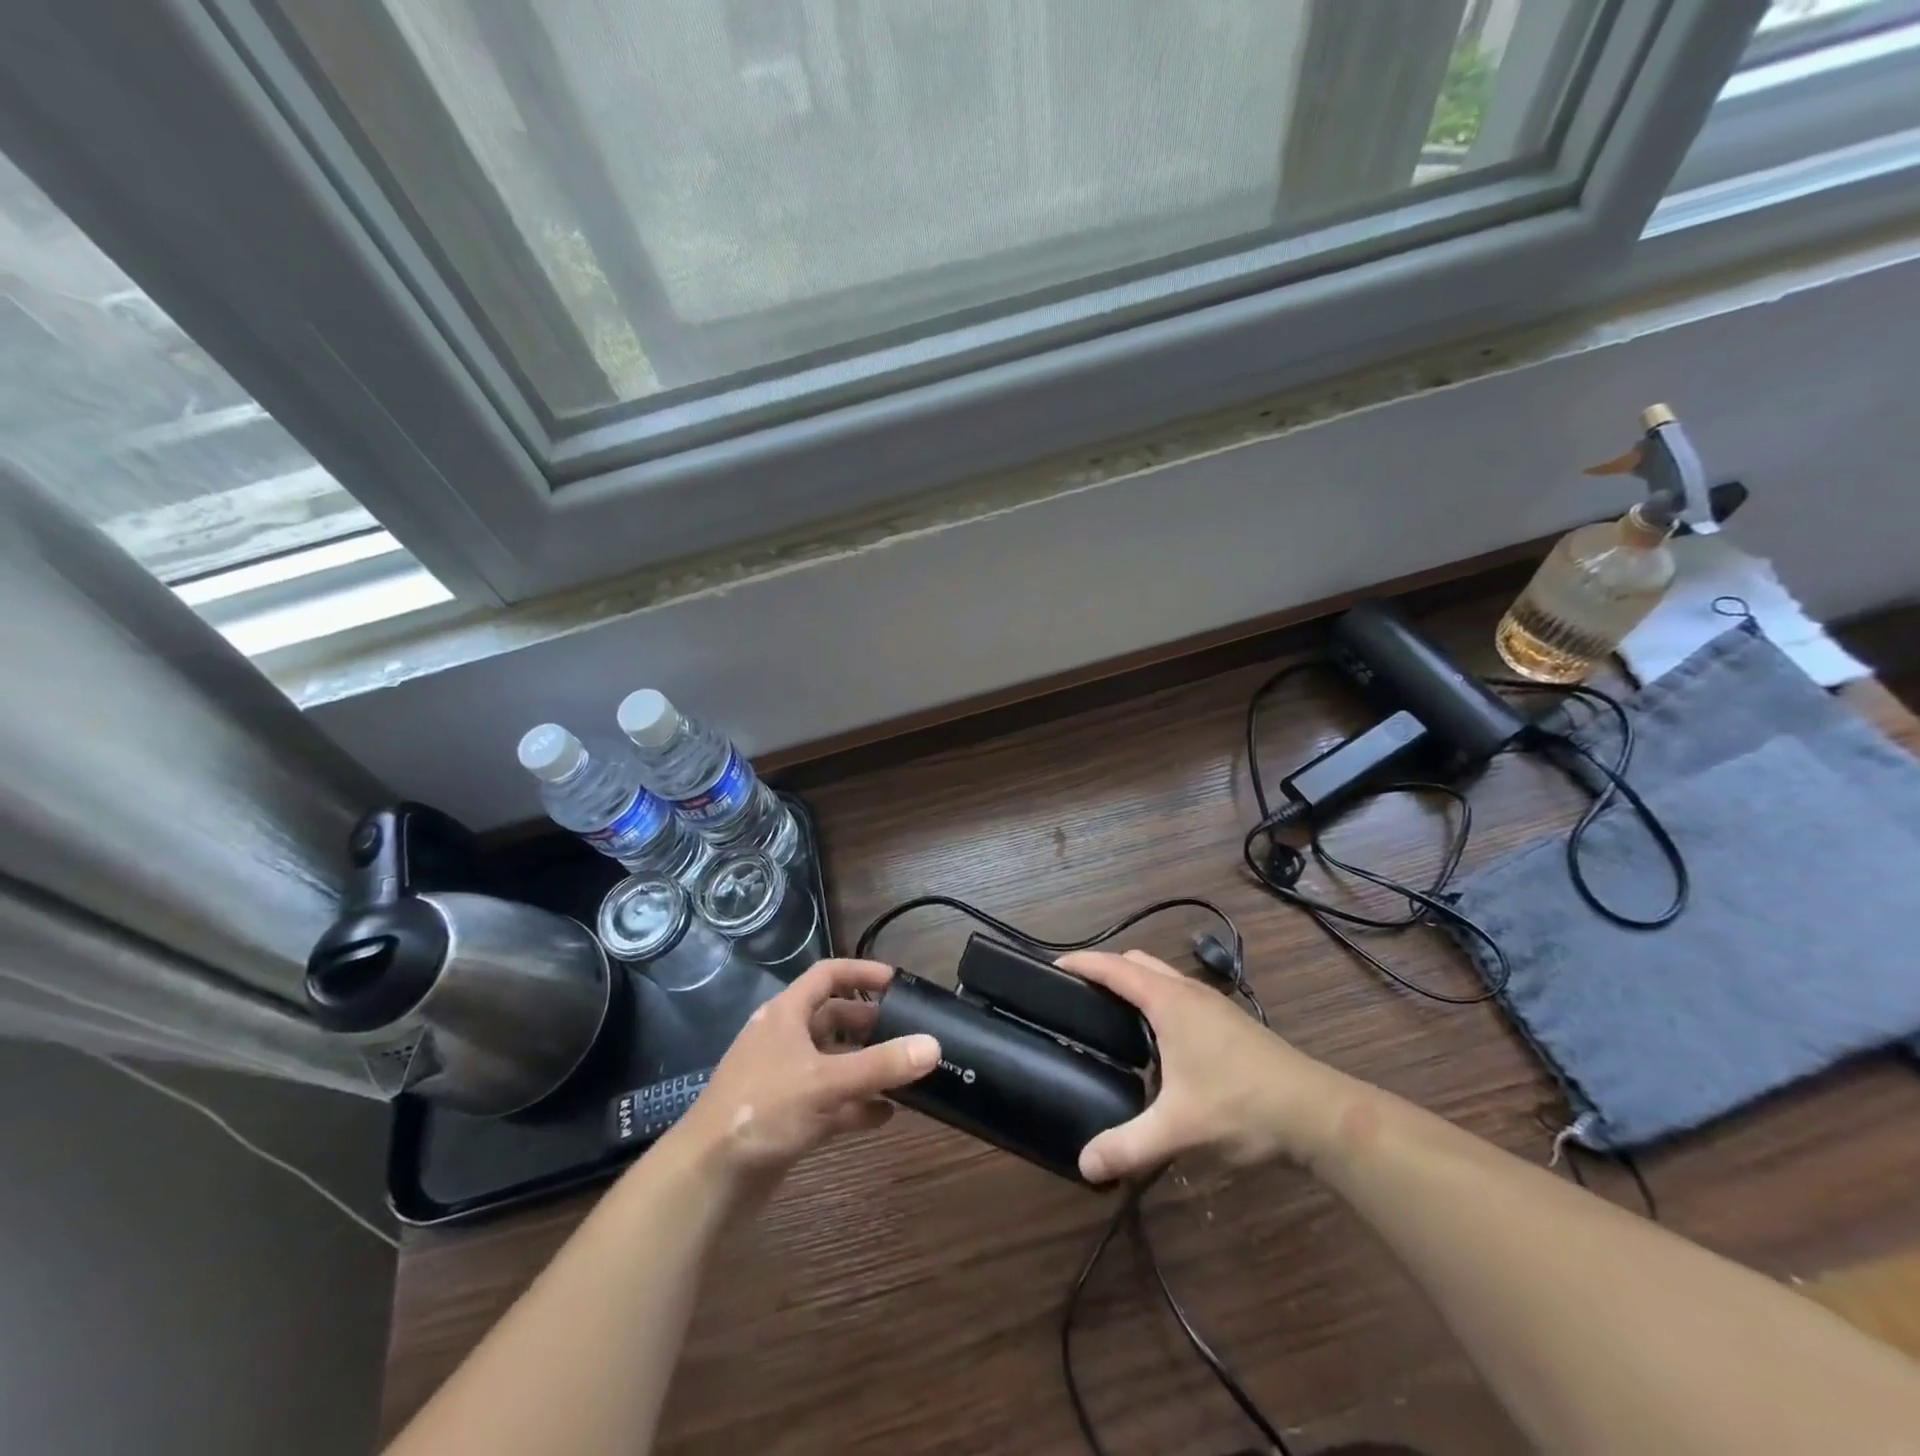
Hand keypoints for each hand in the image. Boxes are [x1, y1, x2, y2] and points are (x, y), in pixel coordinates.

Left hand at [667, 959, 939, 1192]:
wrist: (706, 1180)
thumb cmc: (762, 1111)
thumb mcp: (826, 1082)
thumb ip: (881, 1065)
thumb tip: (934, 1046)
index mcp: (785, 1015)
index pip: (827, 975)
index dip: (861, 973)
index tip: (898, 982)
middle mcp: (784, 1040)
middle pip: (832, 1019)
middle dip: (869, 1024)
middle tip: (907, 1032)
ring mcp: (784, 1080)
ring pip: (832, 1062)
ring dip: (865, 1066)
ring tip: (904, 1073)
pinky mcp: (786, 1117)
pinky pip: (829, 1101)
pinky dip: (855, 1105)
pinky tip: (885, 1116)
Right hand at [1057, 949, 1348, 1183]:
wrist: (1318, 1114)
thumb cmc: (1242, 1106)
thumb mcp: (1179, 1129)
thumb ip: (1128, 1146)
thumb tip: (1084, 1165)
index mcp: (1169, 1002)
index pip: (1114, 968)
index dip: (1081, 964)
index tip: (1052, 969)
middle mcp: (1188, 992)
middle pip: (1137, 963)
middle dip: (1106, 970)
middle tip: (1078, 997)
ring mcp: (1213, 1005)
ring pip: (1163, 976)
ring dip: (1135, 983)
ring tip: (1111, 1015)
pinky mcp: (1230, 1022)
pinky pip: (1180, 994)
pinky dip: (1157, 998)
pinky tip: (1158, 1039)